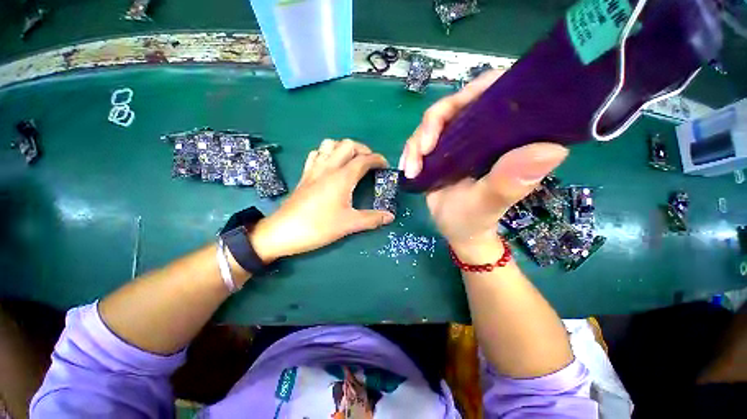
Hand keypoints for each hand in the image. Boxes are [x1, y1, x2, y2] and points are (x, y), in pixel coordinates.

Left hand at [251, 139, 393, 262]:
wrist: (282, 232)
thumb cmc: (318, 227)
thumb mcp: (349, 224)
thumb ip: (372, 219)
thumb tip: (390, 216)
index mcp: (342, 177)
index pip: (364, 159)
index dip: (378, 159)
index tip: (386, 166)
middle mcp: (328, 167)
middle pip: (348, 145)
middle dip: (363, 149)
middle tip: (370, 163)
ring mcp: (314, 169)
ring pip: (330, 144)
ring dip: (344, 148)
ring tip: (351, 161)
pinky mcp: (304, 175)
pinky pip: (316, 154)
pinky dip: (327, 153)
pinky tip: (330, 165)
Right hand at [399, 70, 567, 261]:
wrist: (456, 230)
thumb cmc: (476, 219)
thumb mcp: (489, 203)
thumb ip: (509, 182)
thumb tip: (552, 149)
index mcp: (506, 138)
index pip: (498, 93)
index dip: (477, 90)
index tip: (454, 112)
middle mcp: (483, 132)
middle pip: (457, 104)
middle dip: (433, 124)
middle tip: (422, 150)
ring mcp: (459, 140)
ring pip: (434, 123)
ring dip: (417, 142)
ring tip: (411, 170)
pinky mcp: (441, 151)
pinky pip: (421, 139)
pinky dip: (411, 152)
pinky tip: (407, 169)